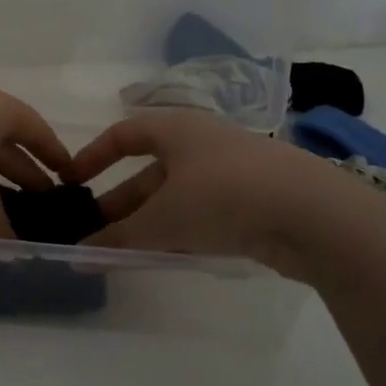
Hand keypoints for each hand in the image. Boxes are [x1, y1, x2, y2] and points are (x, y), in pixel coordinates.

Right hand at [70, 108, 380, 277]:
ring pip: (175, 196)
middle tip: (93, 232)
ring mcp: (230, 171)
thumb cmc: (223, 196)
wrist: (314, 214)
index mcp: (176, 129)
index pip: (123, 134)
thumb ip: (118, 238)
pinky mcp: (253, 200)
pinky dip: (179, 231)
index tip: (72, 183)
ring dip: (147, 222)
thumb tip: (78, 256)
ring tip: (123, 251)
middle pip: (147, 171)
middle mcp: (201, 143)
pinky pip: (202, 212)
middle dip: (118, 202)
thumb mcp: (162, 219)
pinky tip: (166, 256)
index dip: (93, 156)